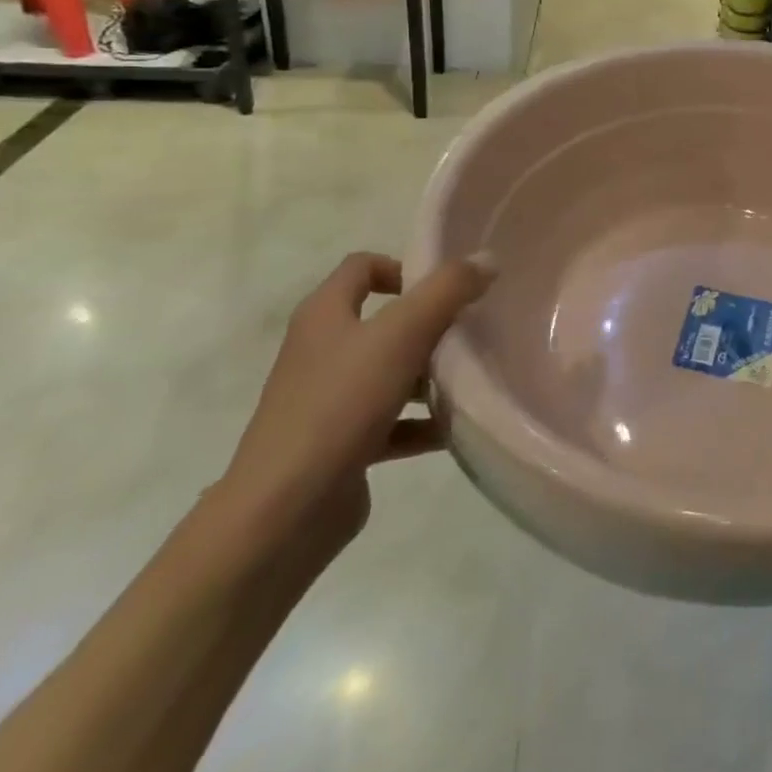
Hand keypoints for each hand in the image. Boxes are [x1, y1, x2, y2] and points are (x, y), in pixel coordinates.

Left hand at [218, 253, 494, 558]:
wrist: (284, 512)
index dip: (405, 268)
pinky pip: (390, 422)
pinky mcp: (339, 444)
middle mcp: (322, 350)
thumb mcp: (402, 333)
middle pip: (384, 321)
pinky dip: (421, 423)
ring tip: (472, 380)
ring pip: (390, 372)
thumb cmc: (340, 404)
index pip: (363, 267)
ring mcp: (328, 400)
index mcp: (324, 315)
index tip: (447, 290)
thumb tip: (487, 259)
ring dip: (430, 376)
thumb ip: (448, 290)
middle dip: (430, 325)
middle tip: (472, 333)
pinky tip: (455, 430)